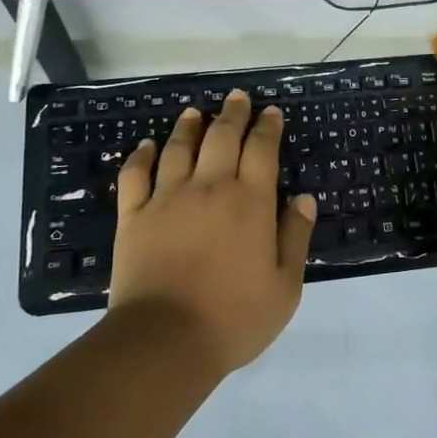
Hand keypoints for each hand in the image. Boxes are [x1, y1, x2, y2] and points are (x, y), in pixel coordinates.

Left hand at [110, 91, 315, 375]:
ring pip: (178, 148)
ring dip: (189, 126)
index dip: (267, 127)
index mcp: (250, 201)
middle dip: (233, 113)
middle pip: (222, 137)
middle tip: (237, 97)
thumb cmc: (234, 317)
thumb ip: (295, 237)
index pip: (262, 150)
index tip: (271, 112)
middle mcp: (209, 188)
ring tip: (195, 112)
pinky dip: (140, 156)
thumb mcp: (285, 286)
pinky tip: (146, 145)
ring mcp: (167, 198)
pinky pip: (135, 175)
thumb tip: (302, 198)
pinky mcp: (134, 216)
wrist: (165, 340)